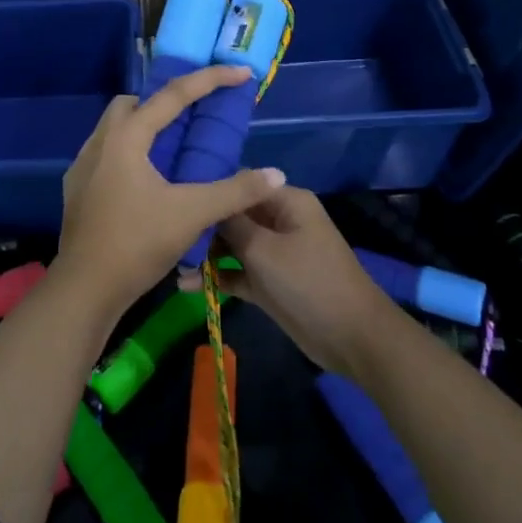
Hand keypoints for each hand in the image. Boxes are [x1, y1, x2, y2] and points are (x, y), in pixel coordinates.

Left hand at [58, 65, 285, 316]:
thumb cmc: (137, 243)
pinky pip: (106, 155)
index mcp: (126, 137)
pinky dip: (129, 154)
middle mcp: (100, 142)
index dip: (211, 79)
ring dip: (143, 128)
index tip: (241, 72)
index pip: (174, 95)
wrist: (84, 288)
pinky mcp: (76, 189)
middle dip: (164, 101)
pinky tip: (146, 181)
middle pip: (133, 103)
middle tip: (194, 117)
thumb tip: (275, 174)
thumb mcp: (192, 214)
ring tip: (173, 150)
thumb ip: (235, 191)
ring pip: (115, 129)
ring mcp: (82, 166)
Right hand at [183, 187, 389, 375]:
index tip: (178, 200)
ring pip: (233, 246)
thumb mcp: (263, 249)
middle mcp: (279, 221)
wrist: (351, 337)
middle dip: (204, 227)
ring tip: (174, 265)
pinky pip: (238, 273)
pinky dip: (217, 277)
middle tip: (170, 238)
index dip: (212, 191)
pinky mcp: (270, 282)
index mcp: (285, 201)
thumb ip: (231, 224)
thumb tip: (208, 203)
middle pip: (234, 215)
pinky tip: (187, 285)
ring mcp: (275, 253)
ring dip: (207, 256)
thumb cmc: (308, 282)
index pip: (242, 185)